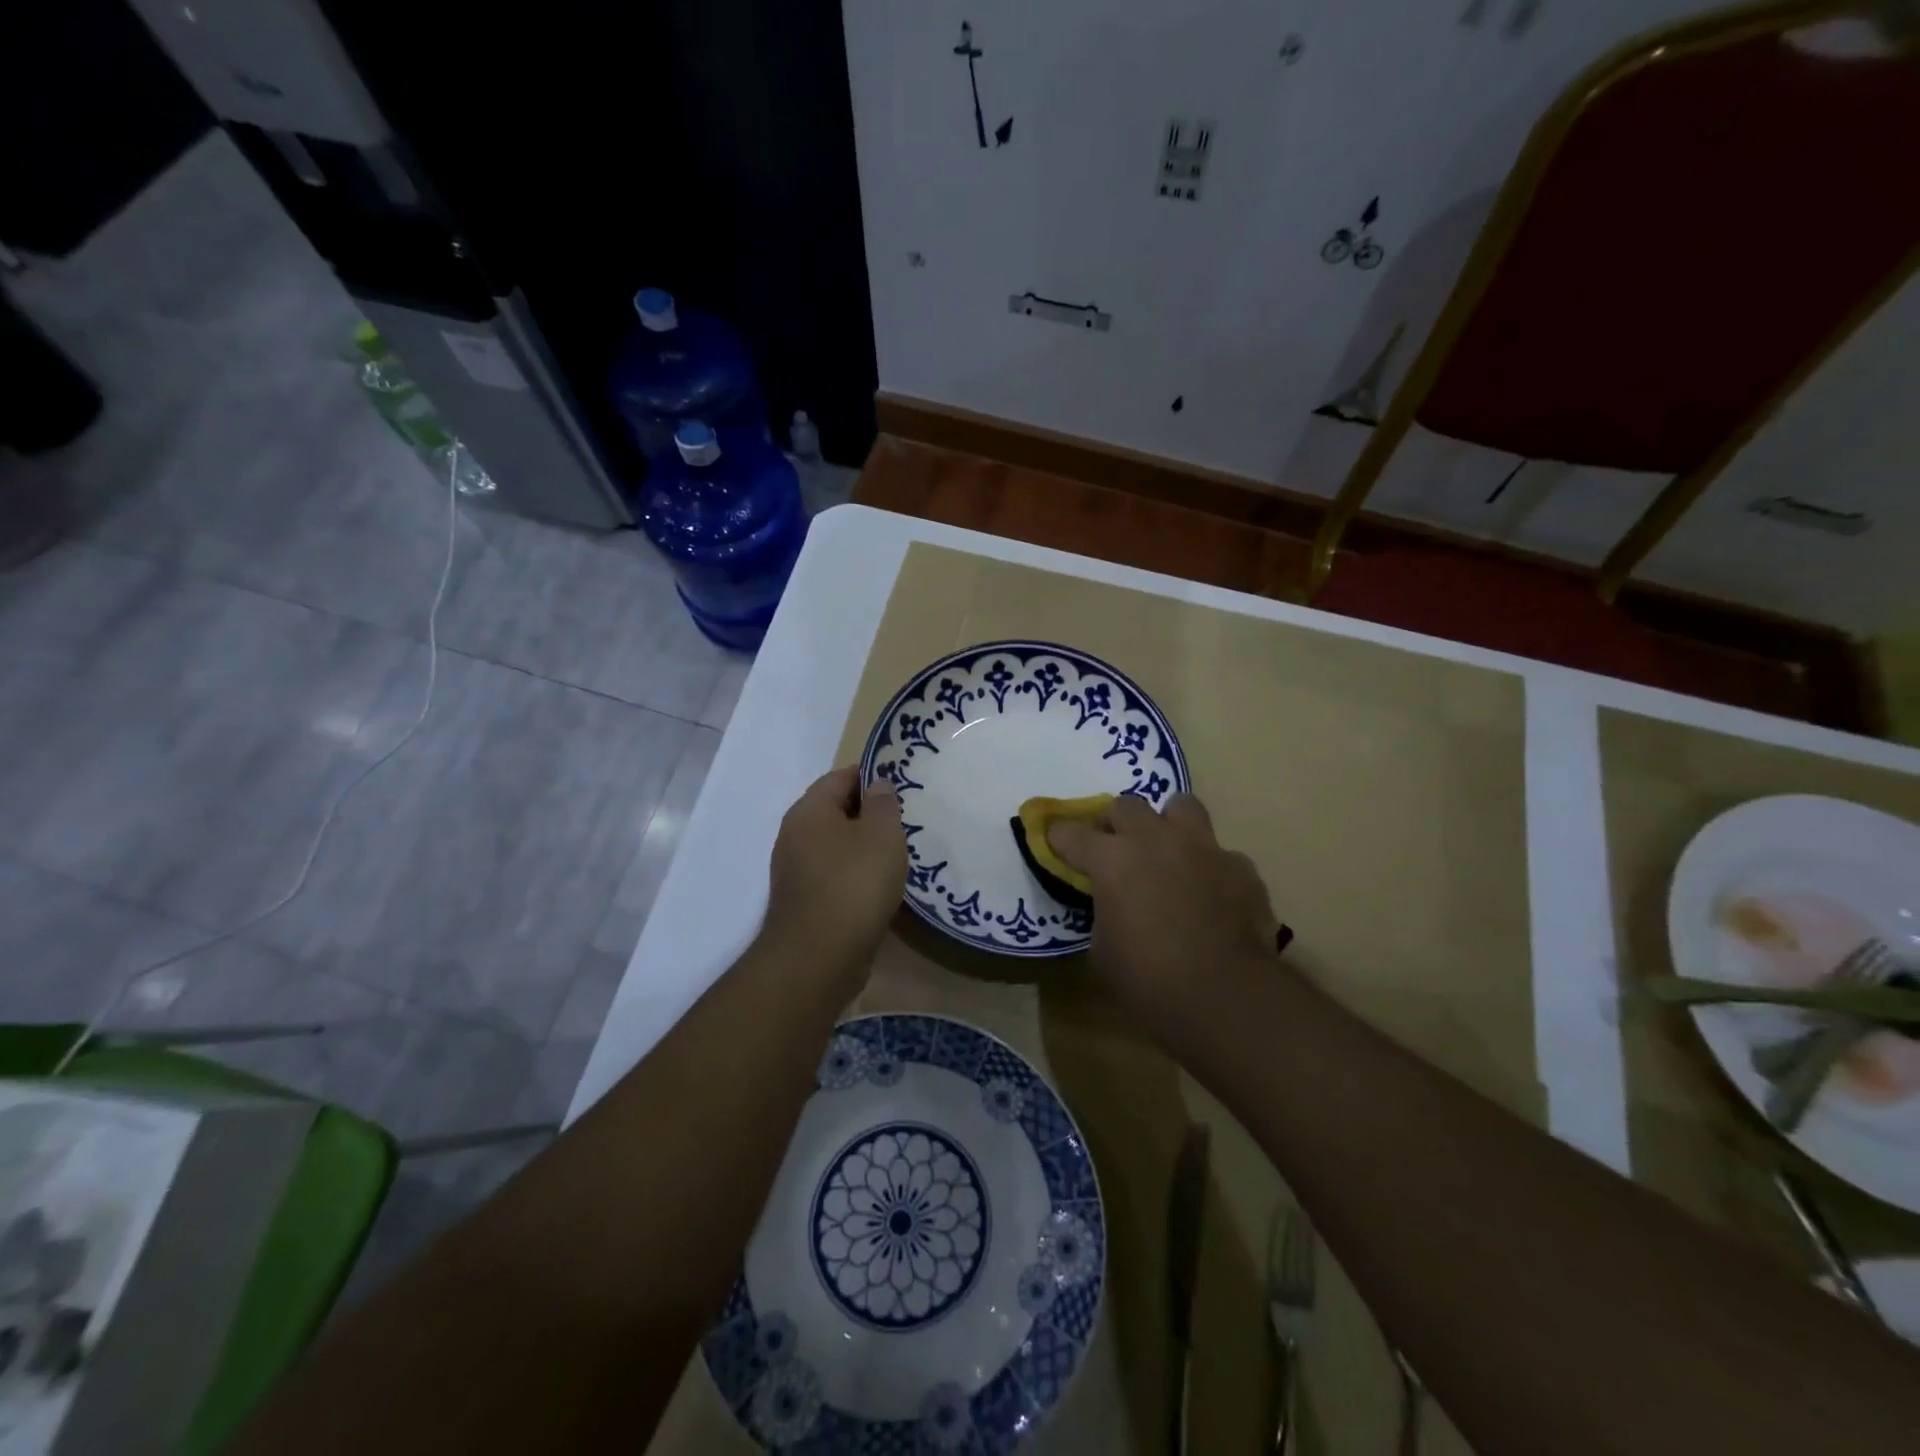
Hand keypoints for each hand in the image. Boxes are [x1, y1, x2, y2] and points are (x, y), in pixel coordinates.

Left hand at [765, 766, 907, 976]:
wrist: (818, 957)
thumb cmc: (854, 883)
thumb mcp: (882, 834)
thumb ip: (883, 803)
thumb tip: (878, 785)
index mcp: (809, 810)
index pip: (840, 777)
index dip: (871, 777)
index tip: (901, 787)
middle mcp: (794, 835)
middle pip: (834, 811)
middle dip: (868, 813)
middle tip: (903, 822)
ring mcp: (795, 871)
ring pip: (834, 845)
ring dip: (862, 847)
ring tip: (896, 856)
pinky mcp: (802, 902)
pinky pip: (832, 875)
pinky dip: (854, 875)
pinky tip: (878, 887)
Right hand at [1048, 793, 1280, 1016]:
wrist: (1225, 995)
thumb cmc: (1149, 979)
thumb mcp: (1104, 952)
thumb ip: (1105, 916)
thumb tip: (1116, 909)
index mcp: (1112, 859)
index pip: (1072, 834)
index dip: (1060, 837)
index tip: (1055, 841)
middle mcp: (1155, 840)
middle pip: (1126, 806)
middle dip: (1116, 824)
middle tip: (1117, 849)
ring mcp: (1202, 848)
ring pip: (1182, 807)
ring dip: (1169, 825)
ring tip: (1169, 852)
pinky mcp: (1241, 868)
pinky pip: (1221, 854)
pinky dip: (1211, 869)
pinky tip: (1212, 896)